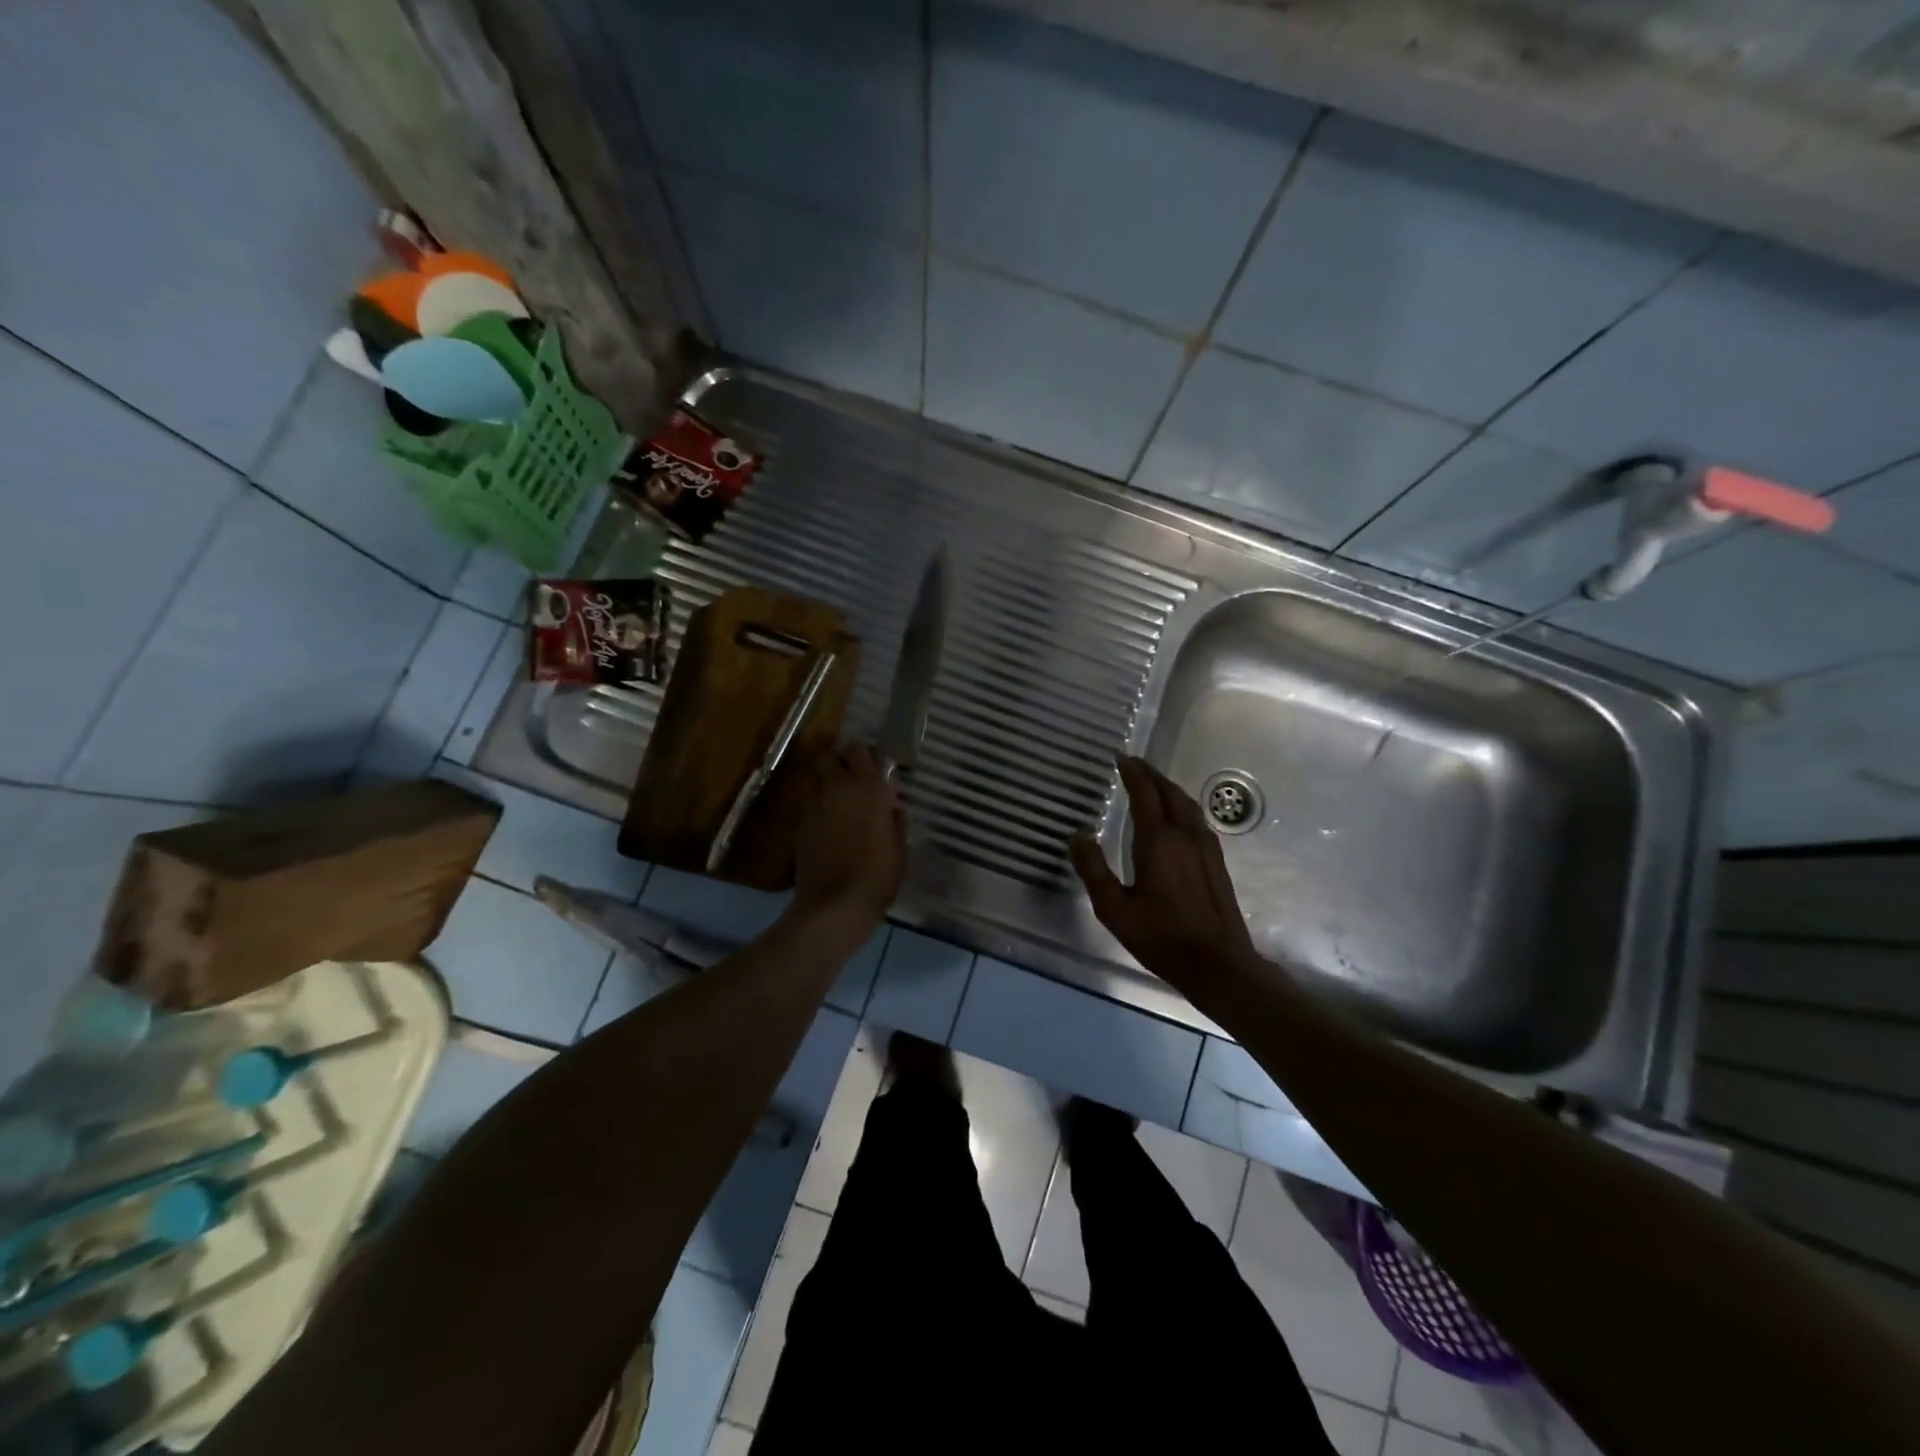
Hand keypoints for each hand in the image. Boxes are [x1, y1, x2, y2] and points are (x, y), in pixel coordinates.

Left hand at [792, 744, 906, 927]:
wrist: (835, 905)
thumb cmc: (878, 874)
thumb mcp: (901, 848)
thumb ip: (896, 821)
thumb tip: (893, 809)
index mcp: (867, 788)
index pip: (859, 751)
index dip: (865, 755)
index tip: (873, 765)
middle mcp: (837, 789)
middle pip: (828, 757)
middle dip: (838, 760)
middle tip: (852, 775)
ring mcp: (814, 807)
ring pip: (815, 779)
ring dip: (826, 783)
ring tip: (840, 800)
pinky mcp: (800, 827)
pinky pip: (810, 805)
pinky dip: (819, 807)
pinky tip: (830, 825)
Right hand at [1071, 757, 1265, 999]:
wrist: (1217, 964)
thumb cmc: (1161, 937)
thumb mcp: (1114, 909)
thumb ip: (1093, 870)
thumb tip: (1079, 836)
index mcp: (1158, 841)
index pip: (1145, 793)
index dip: (1132, 772)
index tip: (1119, 757)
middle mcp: (1185, 835)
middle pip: (1169, 792)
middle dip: (1150, 774)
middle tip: (1133, 764)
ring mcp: (1205, 847)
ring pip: (1187, 804)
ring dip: (1167, 788)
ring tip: (1152, 784)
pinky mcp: (1216, 861)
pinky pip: (1196, 818)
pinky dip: (1180, 805)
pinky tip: (1175, 817)